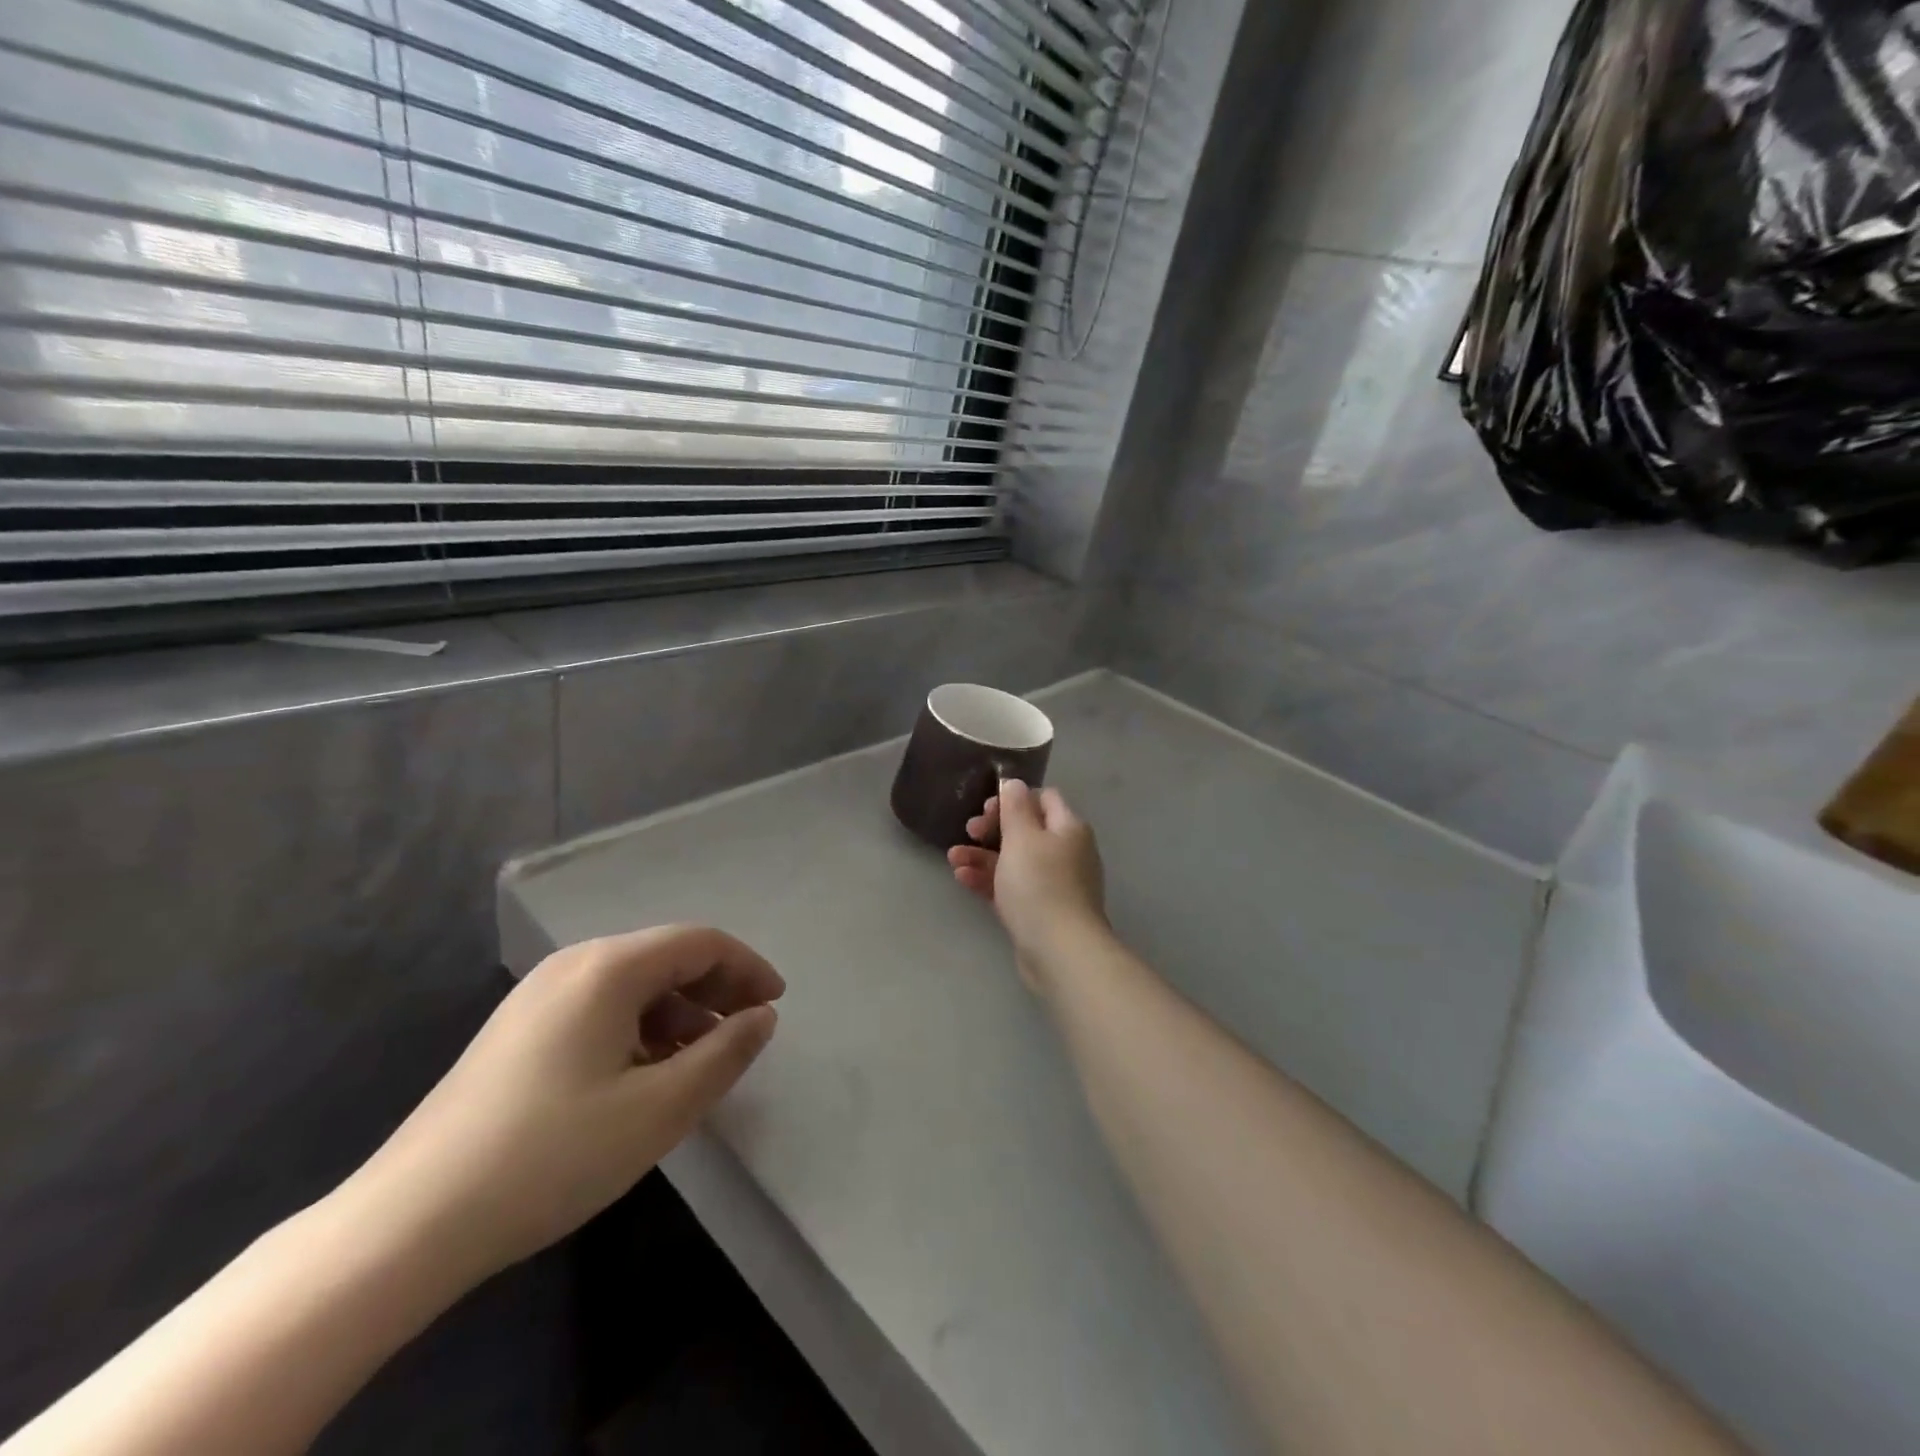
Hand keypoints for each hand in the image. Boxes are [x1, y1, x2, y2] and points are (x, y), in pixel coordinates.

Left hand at [341, 926, 783, 1287]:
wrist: (408, 1223)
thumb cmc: (552, 1155)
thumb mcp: (659, 1109)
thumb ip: (724, 1054)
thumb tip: (762, 1016)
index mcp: (609, 968)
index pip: (700, 943)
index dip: (747, 967)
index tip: (776, 1005)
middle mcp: (573, 965)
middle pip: (666, 957)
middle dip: (716, 989)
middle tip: (746, 1032)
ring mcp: (538, 996)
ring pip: (632, 984)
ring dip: (679, 1012)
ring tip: (699, 1061)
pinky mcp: (517, 1030)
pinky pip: (599, 1008)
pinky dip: (639, 1028)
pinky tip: (643, 1075)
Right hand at [948, 779, 1107, 988]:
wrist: (1059, 951)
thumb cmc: (1040, 885)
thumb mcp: (1022, 837)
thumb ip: (1015, 806)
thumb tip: (1014, 783)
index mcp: (1068, 828)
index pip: (1043, 798)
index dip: (1014, 798)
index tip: (986, 808)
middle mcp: (1066, 852)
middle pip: (1026, 830)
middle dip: (992, 828)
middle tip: (969, 831)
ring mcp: (1054, 883)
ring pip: (1014, 860)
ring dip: (982, 855)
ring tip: (953, 858)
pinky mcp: (1040, 911)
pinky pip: (1012, 887)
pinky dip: (989, 880)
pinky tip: (963, 879)